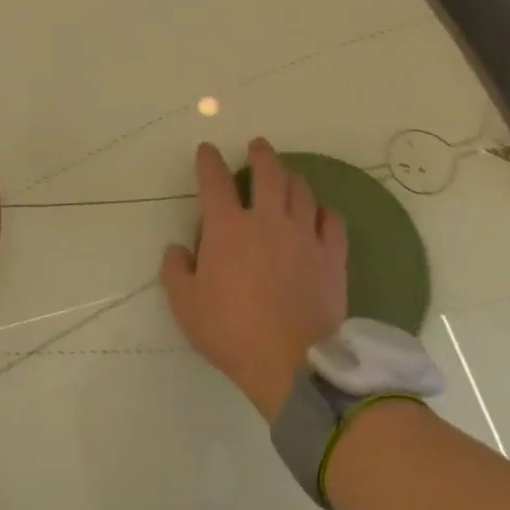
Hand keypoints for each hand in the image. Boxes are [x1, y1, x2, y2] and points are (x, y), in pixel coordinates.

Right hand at [160, 138, 347, 419]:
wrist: (290, 363)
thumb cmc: (230, 331)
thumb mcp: (185, 304)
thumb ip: (176, 270)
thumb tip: (179, 249)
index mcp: (227, 228)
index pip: (215, 181)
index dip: (209, 161)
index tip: (207, 150)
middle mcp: (267, 220)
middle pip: (268, 172)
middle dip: (260, 154)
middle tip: (257, 146)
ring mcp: (304, 236)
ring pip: (301, 191)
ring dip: (291, 177)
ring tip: (287, 175)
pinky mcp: (332, 256)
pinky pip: (332, 221)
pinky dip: (324, 211)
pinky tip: (320, 212)